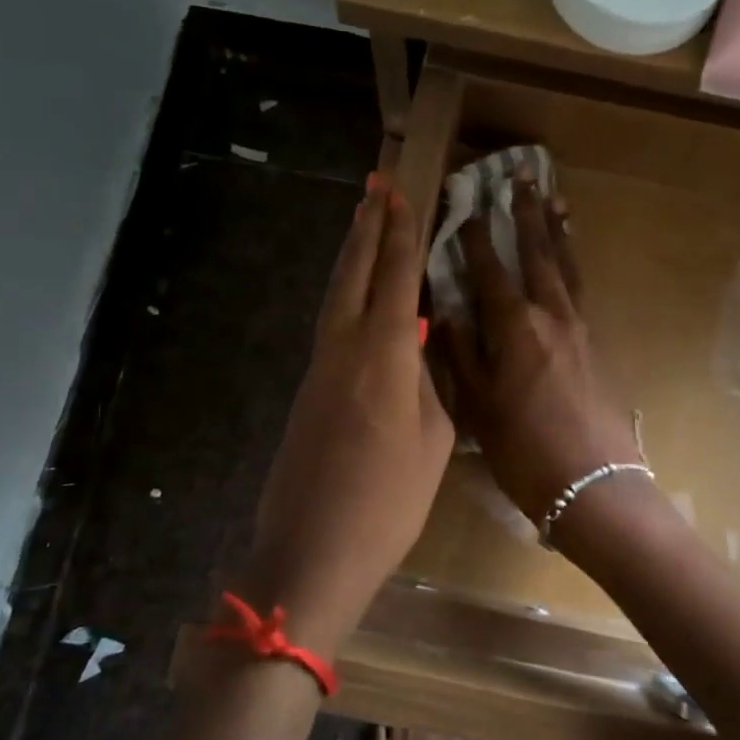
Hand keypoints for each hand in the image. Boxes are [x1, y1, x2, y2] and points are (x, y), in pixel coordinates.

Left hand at [246, 173, 454, 654]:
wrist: (313, 551)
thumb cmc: (388, 502)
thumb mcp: (432, 441)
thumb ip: (427, 384)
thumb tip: (417, 350)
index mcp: (382, 355)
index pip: (393, 278)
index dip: (399, 234)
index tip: (400, 194)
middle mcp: (343, 348)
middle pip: (352, 274)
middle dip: (366, 228)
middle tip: (375, 187)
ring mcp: (319, 369)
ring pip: (335, 297)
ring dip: (351, 258)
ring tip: (364, 225)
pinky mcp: (307, 391)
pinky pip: (330, 326)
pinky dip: (345, 297)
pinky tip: (359, 298)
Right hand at [439, 176, 643, 528]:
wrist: (595, 485)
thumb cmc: (525, 451)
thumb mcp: (479, 407)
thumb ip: (461, 355)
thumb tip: (445, 313)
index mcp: (516, 328)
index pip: (490, 269)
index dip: (476, 235)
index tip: (468, 201)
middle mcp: (552, 315)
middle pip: (538, 253)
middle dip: (526, 213)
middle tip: (521, 176)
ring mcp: (582, 328)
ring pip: (567, 266)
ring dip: (558, 230)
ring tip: (555, 199)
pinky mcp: (600, 345)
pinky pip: (582, 290)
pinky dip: (573, 264)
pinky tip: (570, 261)